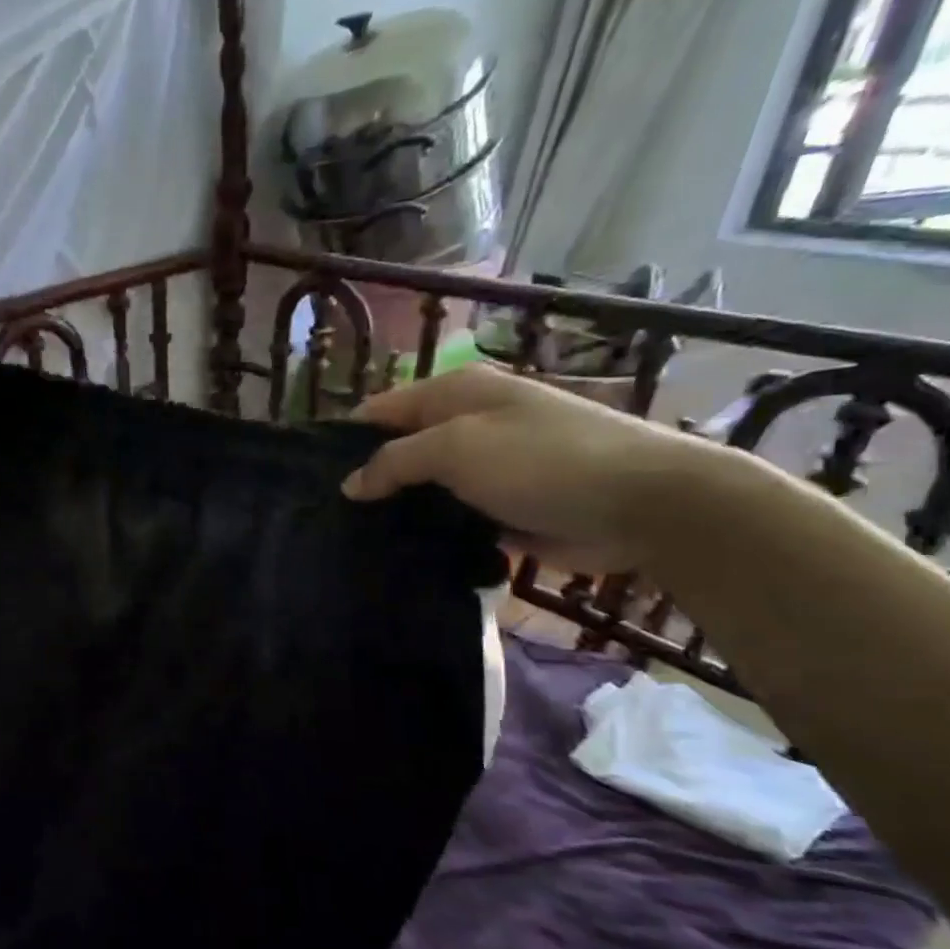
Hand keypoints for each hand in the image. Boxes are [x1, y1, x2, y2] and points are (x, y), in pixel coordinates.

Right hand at [342, 364, 716, 573]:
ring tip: (349, 541)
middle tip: (323, 519)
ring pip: (419, 489)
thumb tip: (350, 484)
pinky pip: (446, 518)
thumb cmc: (542, 460)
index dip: (343, 440)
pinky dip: (423, 533)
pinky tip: (392, 554)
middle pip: (397, 451)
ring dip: (393, 511)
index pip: (379, 411)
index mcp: (455, 393)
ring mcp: (482, 469)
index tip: (307, 479)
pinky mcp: (497, 509)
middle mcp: (465, 425)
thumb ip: (394, 461)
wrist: (641, 503)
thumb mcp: (456, 447)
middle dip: (365, 480)